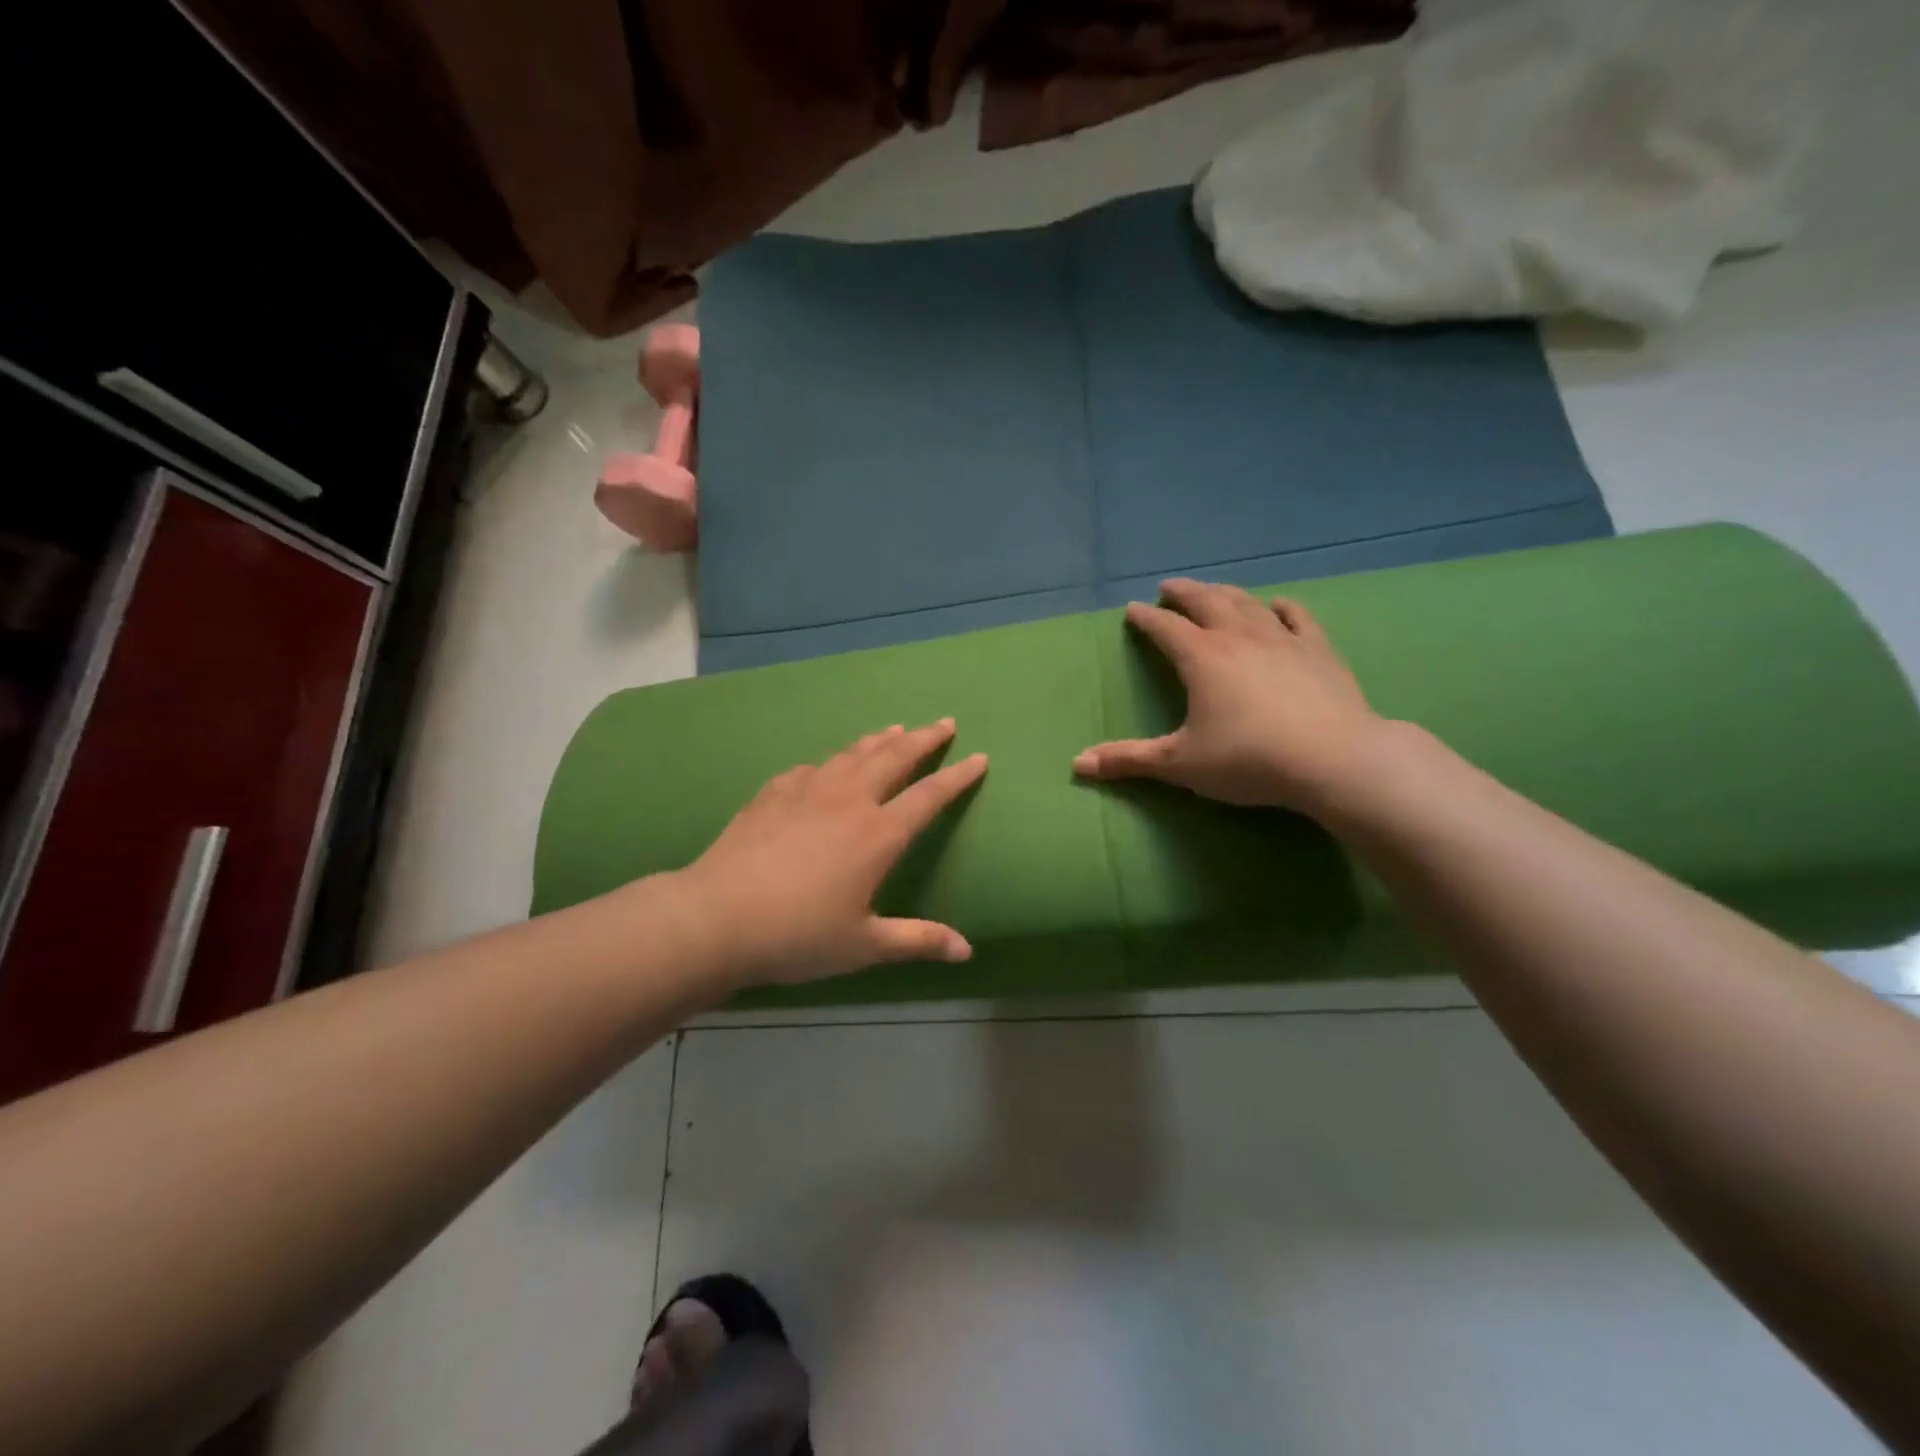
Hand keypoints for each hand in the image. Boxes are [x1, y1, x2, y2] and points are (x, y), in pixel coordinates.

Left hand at [676, 720, 987, 987]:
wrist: (717, 917)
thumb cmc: (797, 935)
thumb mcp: (864, 945)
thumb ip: (917, 940)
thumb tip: (967, 950)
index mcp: (878, 835)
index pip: (929, 796)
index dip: (958, 776)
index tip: (979, 757)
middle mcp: (849, 801)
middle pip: (895, 758)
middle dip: (924, 739)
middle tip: (944, 723)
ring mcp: (808, 791)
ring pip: (853, 754)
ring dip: (880, 740)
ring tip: (896, 730)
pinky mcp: (774, 793)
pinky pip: (812, 768)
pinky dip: (831, 762)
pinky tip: (827, 766)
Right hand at [1072, 579, 1384, 815]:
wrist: (1333, 760)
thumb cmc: (1249, 759)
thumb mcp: (1181, 763)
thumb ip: (1129, 760)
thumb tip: (1077, 764)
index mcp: (1201, 658)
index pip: (1164, 628)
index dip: (1145, 618)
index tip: (1132, 610)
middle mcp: (1238, 636)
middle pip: (1204, 602)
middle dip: (1182, 593)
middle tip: (1168, 588)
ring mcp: (1281, 639)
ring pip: (1246, 603)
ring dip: (1224, 593)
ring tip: (1212, 590)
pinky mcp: (1318, 650)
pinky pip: (1296, 617)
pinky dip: (1280, 607)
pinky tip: (1276, 605)